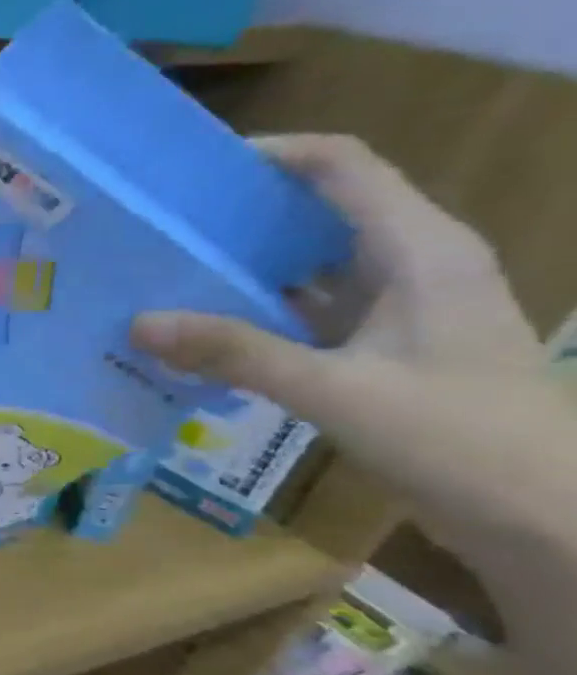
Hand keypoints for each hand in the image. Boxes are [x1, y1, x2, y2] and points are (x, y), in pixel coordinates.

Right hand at [131, 133, 570, 562]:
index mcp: (420, 250)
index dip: (269, 155)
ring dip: (242, 266)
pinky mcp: (383, 349)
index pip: (341, 167)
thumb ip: (237, 353)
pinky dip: (255, 312)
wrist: (552, 519)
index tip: (188, 172)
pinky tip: (202, 330)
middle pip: (319, 210)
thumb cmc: (462, 438)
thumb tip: (140, 322)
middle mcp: (412, 265)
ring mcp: (399, 309)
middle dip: (240, 212)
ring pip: (310, 264)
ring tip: (163, 272)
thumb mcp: (338, 391)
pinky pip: (307, 311)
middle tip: (158, 225)